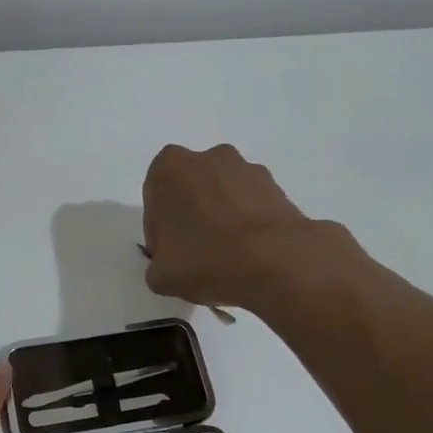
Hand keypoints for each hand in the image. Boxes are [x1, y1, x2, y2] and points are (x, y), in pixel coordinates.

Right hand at [142, 143, 335, 309]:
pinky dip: (246, 223)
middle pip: (189, 191)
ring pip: (222, 195)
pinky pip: (250, 205)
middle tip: (194, 255)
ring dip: (220, 218)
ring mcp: (246, 168)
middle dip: (190, 218)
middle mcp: (208, 156)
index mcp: (170, 167)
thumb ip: (157, 266)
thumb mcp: (160, 276)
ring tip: (226, 258)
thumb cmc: (207, 259)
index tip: (168, 256)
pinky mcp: (276, 186)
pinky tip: (249, 254)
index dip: (158, 231)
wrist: (277, 261)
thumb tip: (170, 266)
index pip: (155, 200)